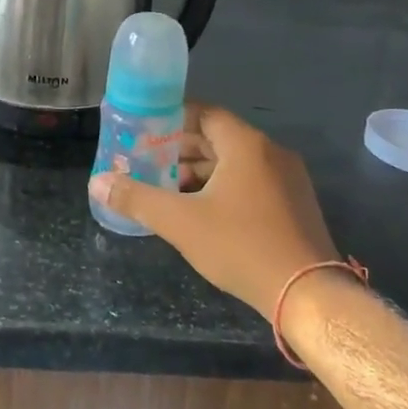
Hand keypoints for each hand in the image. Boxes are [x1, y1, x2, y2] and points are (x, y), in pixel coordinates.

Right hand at [89, 106, 339, 320]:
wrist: (310, 295)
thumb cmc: (241, 246)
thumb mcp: (180, 222)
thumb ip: (136, 198)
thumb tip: (97, 182)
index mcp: (246, 144)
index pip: (204, 113)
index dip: (171, 119)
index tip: (144, 131)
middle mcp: (271, 152)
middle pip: (218, 138)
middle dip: (181, 149)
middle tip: (148, 162)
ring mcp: (288, 179)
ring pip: (235, 162)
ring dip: (201, 171)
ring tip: (168, 189)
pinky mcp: (295, 204)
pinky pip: (252, 181)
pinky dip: (224, 186)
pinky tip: (202, 211)